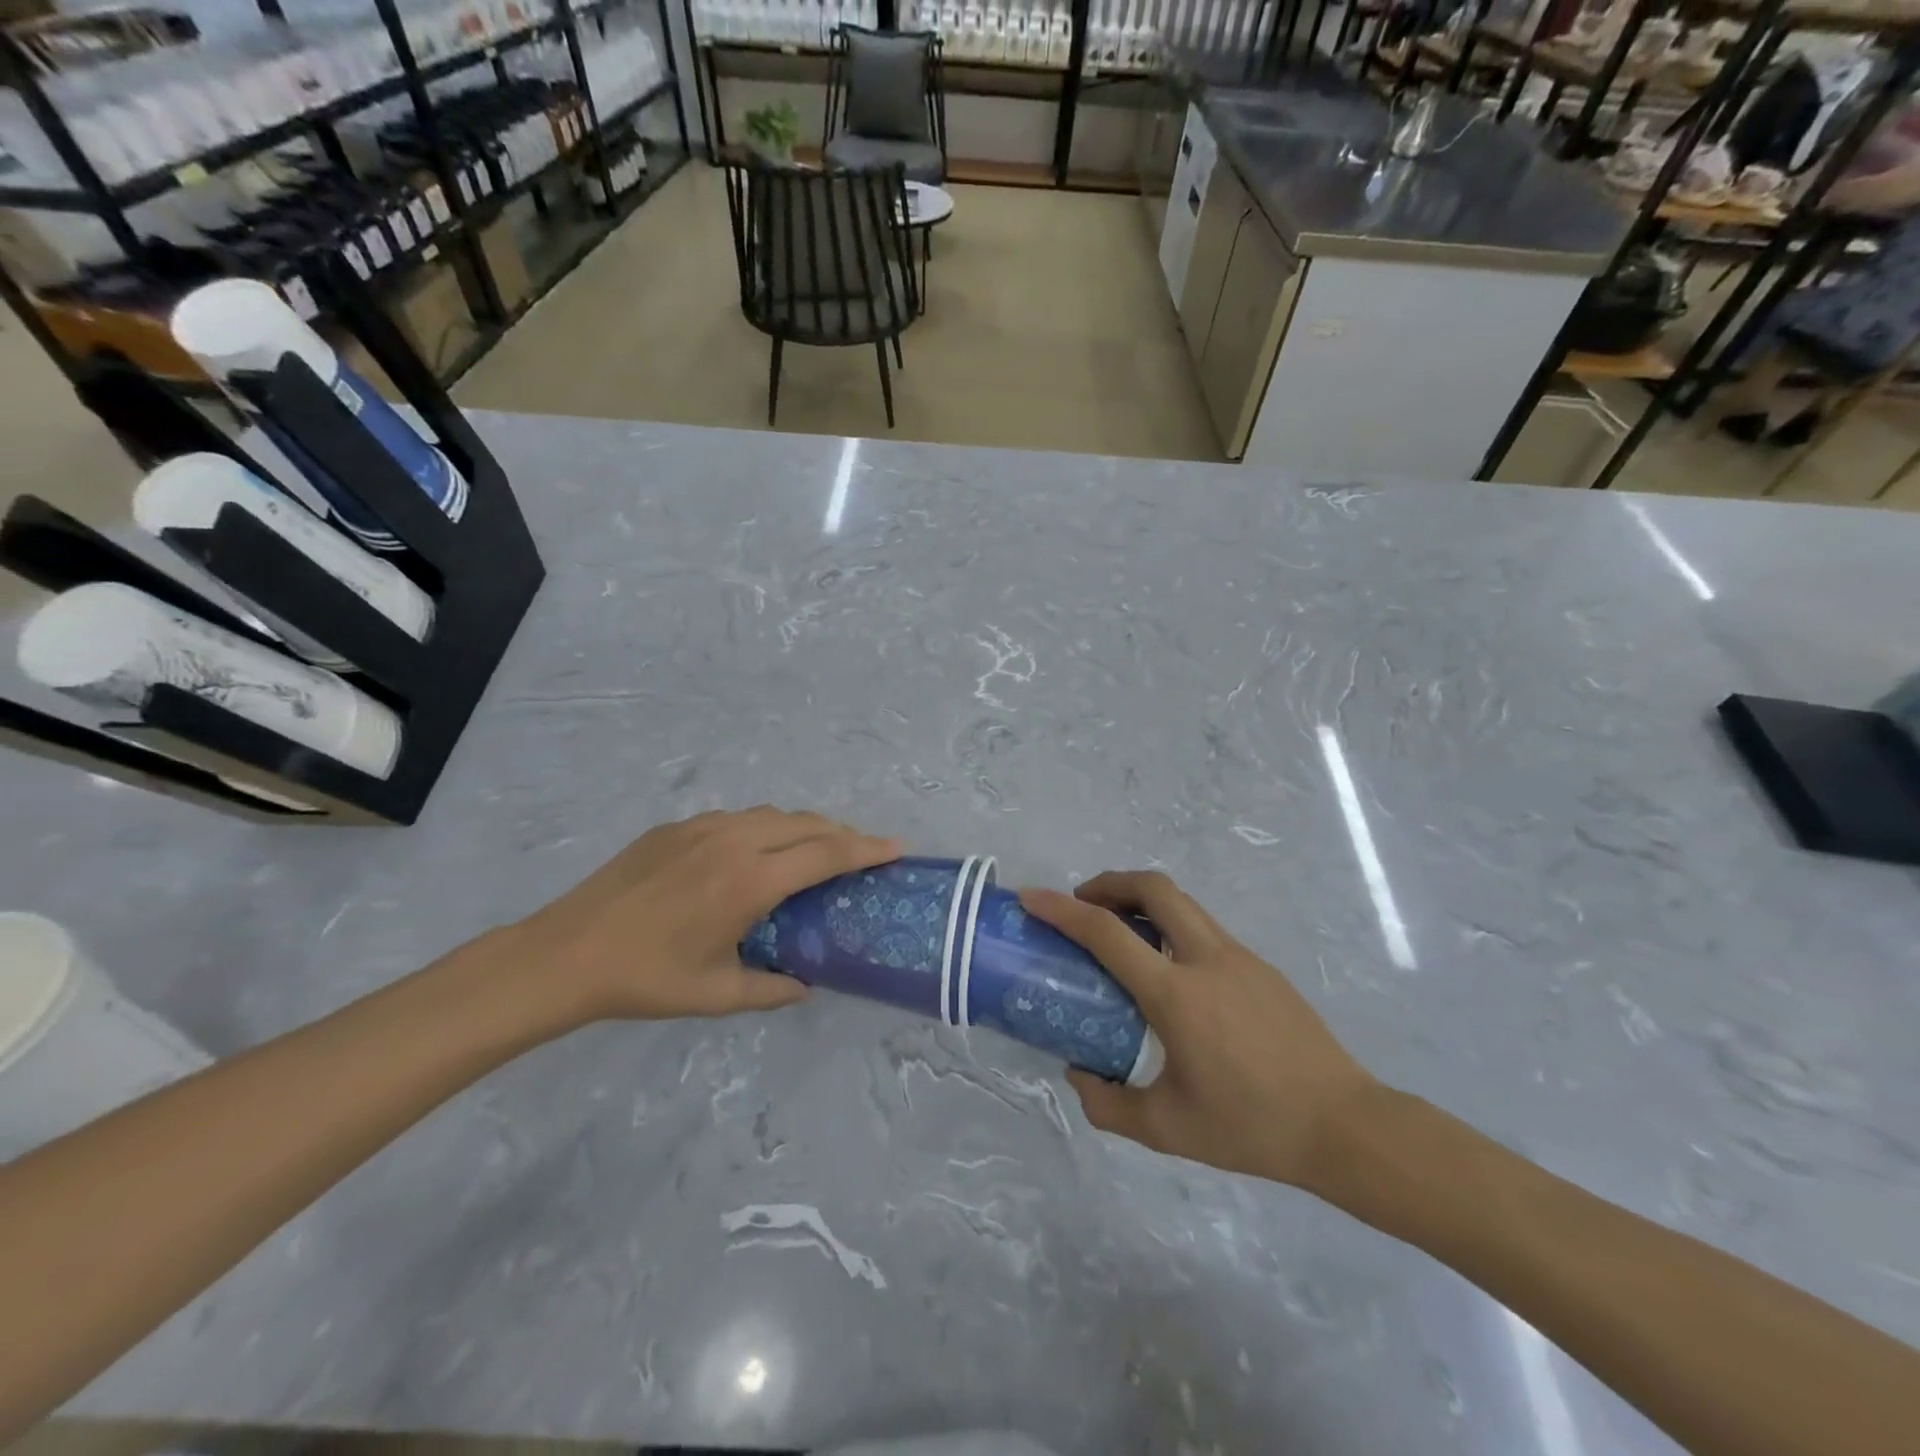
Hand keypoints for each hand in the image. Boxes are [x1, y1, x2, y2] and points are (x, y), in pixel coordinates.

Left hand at [504, 808, 899, 1023]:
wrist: (565, 953)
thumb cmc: (647, 978)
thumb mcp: (717, 993)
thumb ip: (771, 988)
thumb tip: (806, 985)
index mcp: (750, 881)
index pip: (826, 854)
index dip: (866, 848)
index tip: (896, 847)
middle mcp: (734, 841)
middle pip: (806, 824)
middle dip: (842, 834)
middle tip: (861, 854)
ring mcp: (702, 827)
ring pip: (772, 814)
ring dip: (804, 828)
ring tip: (815, 851)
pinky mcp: (676, 826)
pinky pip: (738, 817)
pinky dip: (766, 828)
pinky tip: (756, 854)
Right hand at [1021, 872, 1378, 1189]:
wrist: (1344, 1126)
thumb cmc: (1251, 1126)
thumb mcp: (1167, 1128)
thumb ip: (1108, 1104)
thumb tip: (1078, 1075)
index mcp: (1176, 994)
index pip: (1107, 932)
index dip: (1062, 909)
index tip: (1032, 897)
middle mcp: (1206, 959)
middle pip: (1153, 887)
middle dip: (1109, 883)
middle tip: (1084, 905)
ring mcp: (1239, 957)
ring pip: (1181, 902)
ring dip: (1142, 901)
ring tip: (1121, 935)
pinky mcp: (1261, 966)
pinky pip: (1203, 927)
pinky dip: (1170, 925)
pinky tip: (1169, 972)